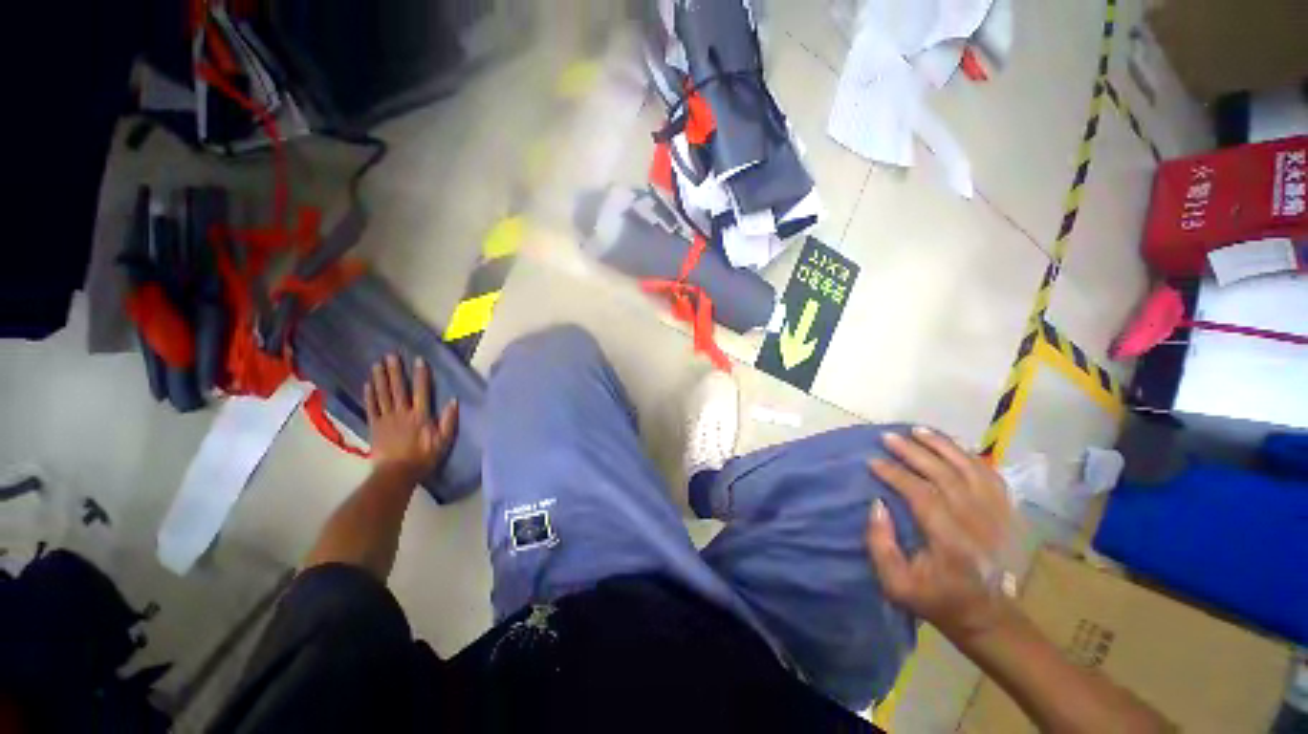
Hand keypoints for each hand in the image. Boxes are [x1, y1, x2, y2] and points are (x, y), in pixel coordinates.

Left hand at [364, 354, 458, 483]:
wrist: (397, 474)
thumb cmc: (424, 457)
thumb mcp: (443, 441)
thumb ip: (448, 420)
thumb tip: (454, 401)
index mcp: (420, 415)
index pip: (421, 391)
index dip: (420, 375)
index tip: (418, 359)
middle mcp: (402, 413)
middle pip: (398, 389)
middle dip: (395, 371)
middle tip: (391, 355)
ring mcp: (386, 418)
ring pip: (383, 394)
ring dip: (380, 378)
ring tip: (377, 364)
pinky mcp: (374, 426)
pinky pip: (371, 407)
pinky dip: (369, 395)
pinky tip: (368, 384)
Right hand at [865, 427, 1013, 640]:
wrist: (989, 617)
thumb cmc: (937, 600)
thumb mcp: (897, 584)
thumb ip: (881, 544)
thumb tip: (877, 504)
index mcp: (951, 541)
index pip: (921, 494)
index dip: (894, 473)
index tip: (871, 461)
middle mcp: (978, 523)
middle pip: (945, 474)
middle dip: (913, 452)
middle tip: (888, 437)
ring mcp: (998, 516)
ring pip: (970, 468)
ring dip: (942, 446)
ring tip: (917, 431)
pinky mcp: (1007, 513)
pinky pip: (990, 475)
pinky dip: (970, 455)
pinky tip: (952, 445)